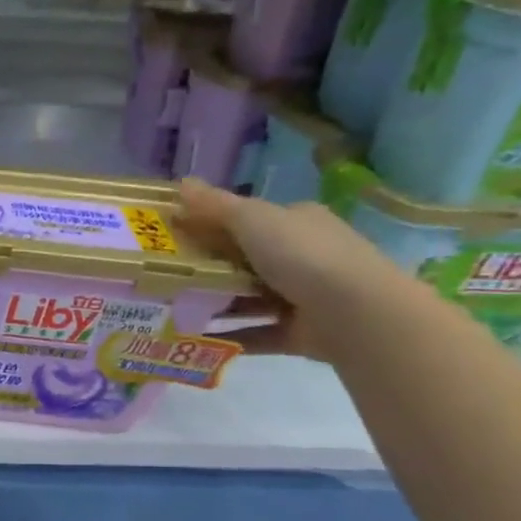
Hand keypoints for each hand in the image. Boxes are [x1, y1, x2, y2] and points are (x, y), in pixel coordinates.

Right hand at [176, 177, 413, 361]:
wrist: (356, 313)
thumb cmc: (303, 255)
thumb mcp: (252, 219)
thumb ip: (214, 205)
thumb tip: (180, 182)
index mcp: (298, 222)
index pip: (251, 219)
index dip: (211, 224)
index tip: (173, 236)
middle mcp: (305, 255)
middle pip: (246, 259)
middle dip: (208, 267)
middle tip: (164, 274)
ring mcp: (304, 295)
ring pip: (249, 297)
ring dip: (216, 303)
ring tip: (173, 307)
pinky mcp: (299, 331)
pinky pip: (255, 332)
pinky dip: (228, 335)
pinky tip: (195, 338)